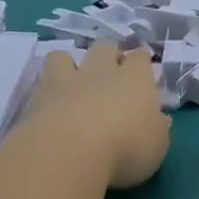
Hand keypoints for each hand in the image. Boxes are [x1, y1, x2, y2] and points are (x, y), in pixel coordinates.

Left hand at [24, 43, 170, 188]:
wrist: (71, 152)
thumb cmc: (127, 148)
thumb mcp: (157, 146)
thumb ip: (157, 129)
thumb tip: (159, 119)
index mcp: (136, 80)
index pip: (140, 58)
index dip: (140, 61)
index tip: (141, 69)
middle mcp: (102, 72)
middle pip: (105, 46)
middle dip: (108, 53)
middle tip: (110, 71)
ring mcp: (68, 80)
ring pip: (65, 55)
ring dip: (69, 63)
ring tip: (72, 80)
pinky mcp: (39, 96)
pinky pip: (42, 79)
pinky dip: (47, 86)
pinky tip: (50, 101)